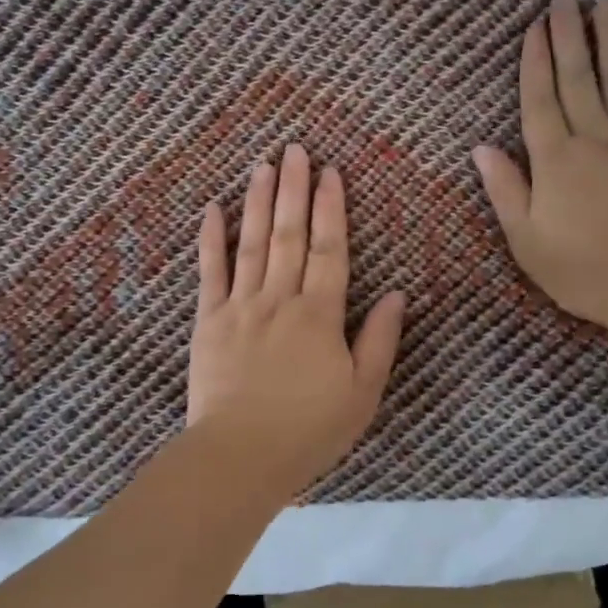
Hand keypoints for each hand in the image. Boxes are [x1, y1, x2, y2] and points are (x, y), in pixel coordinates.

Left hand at [188, 143, 406, 491]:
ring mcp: (240, 307)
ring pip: (252, 244)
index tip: (330, 173)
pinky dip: (211, 239)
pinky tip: (212, 209)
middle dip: (294, 189)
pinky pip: (210, 273)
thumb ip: (379, 340)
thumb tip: (398, 294)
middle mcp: (280, 300)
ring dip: (258, 202)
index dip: (331, 209)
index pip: (329, 249)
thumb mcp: (362, 393)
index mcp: (320, 315)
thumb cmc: (309, 430)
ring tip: (262, 165)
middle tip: (295, 150)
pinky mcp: (208, 322)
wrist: (240, 457)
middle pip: (289, 235)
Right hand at [472, 0, 607, 347]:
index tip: (535, 26)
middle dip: (569, 35)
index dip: (535, 61)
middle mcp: (595, 137)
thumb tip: (481, 147)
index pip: (541, 99)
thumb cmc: (583, 270)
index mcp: (555, 159)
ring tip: (606, 5)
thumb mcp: (527, 240)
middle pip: (578, 77)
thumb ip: (505, 190)